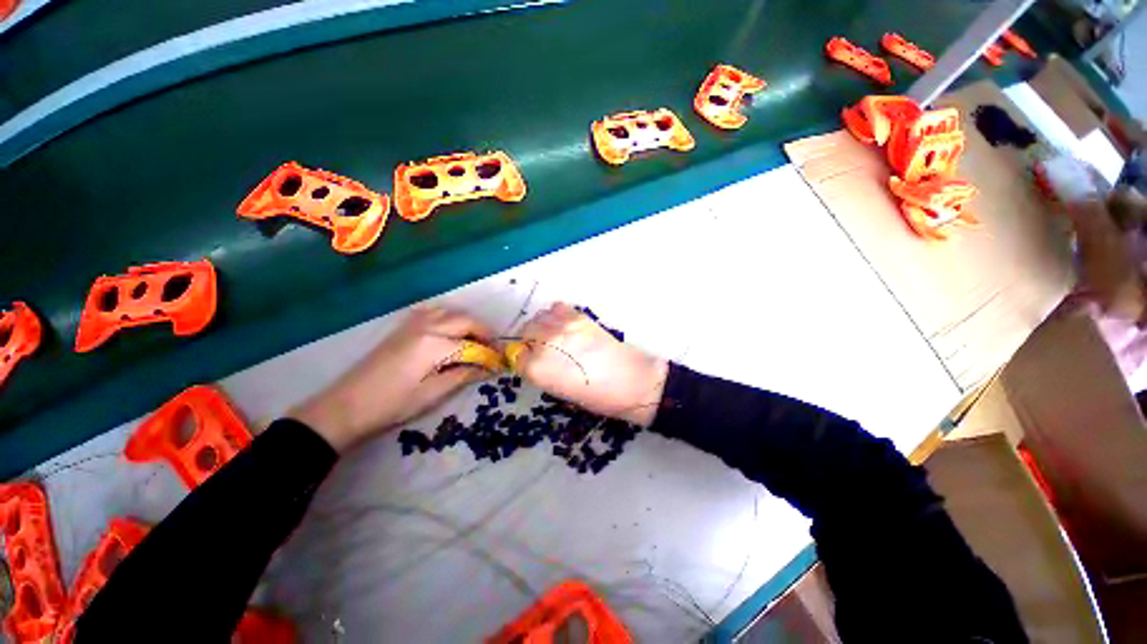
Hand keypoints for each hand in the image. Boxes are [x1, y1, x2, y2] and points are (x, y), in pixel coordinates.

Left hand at [289, 306, 493, 451]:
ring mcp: (412, 324)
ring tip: (474, 340)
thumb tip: (487, 368)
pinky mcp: (402, 327)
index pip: (473, 344)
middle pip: (465, 320)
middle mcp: (426, 327)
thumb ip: (463, 376)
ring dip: (467, 323)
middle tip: (492, 350)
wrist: (346, 405)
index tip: (501, 363)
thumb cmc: (391, 404)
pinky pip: (432, 311)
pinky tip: (449, 330)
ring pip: (450, 312)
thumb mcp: (432, 394)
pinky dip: (448, 316)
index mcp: (434, 345)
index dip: (490, 353)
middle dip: (484, 333)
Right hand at [513, 303, 667, 425]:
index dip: (520, 359)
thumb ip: (542, 373)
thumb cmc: (598, 397)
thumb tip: (534, 360)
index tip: (526, 361)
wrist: (632, 381)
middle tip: (540, 349)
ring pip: (539, 318)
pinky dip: (556, 315)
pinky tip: (565, 326)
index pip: (515, 356)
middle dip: (528, 341)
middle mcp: (545, 344)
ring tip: (553, 336)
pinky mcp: (579, 316)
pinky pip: (557, 308)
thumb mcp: (562, 393)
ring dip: (540, 326)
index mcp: (537, 369)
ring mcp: (562, 326)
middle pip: (524, 332)